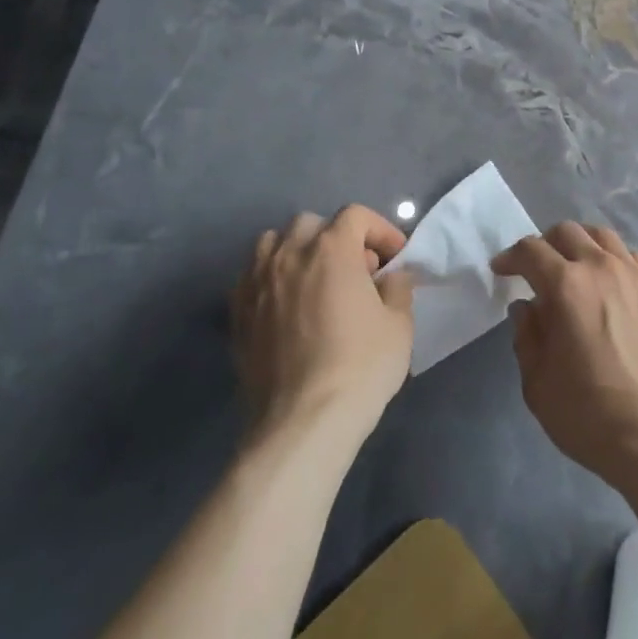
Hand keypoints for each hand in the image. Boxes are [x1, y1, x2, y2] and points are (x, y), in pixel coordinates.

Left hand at [233, 205, 414, 442]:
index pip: (356, 215)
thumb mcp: (399, 323)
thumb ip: (397, 287)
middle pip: (311, 224)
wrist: (303, 423)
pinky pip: (252, 278)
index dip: (380, 230)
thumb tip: (390, 276)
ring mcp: (257, 284)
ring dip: (296, 252)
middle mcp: (289, 255)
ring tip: (314, 282)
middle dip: (336, 238)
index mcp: (331, 249)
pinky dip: (271, 280)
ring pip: (272, 244)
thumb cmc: (360, 366)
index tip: (394, 259)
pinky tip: (286, 308)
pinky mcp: (237, 315)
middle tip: (356, 271)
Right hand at [492, 221, 637, 494]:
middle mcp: (601, 268)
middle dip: (544, 244)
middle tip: (536, 269)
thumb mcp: (538, 384)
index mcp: (566, 286)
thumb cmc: (591, 415)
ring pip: (602, 236)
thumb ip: (527, 337)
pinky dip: (611, 259)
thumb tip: (526, 307)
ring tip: (573, 267)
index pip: (531, 251)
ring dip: (580, 244)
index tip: (501, 269)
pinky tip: (608, 284)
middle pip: (567, 232)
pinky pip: (630, 257)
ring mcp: (636, 276)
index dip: (510, 257)